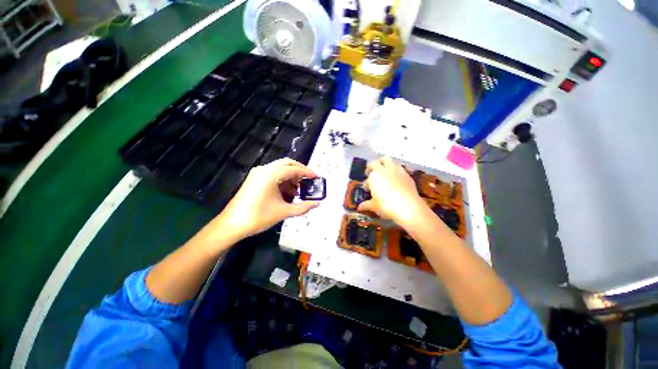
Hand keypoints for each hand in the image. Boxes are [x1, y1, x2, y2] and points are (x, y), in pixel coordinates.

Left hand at [210, 158, 318, 243]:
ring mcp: (258, 173)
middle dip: (300, 171)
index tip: (317, 177)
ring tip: (299, 191)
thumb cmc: (259, 217)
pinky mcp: (255, 179)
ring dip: (291, 177)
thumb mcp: (284, 212)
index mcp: (272, 174)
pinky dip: (283, 180)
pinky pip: (273, 175)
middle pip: (287, 164)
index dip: (308, 173)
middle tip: (309, 180)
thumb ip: (303, 207)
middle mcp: (265, 169)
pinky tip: (287, 193)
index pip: (295, 169)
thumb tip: (318, 204)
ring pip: (280, 169)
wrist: (232, 225)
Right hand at [358, 157, 427, 226]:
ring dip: (385, 165)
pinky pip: (399, 168)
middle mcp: (385, 170)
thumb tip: (360, 207)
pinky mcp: (407, 175)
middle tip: (372, 174)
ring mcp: (397, 171)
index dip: (366, 182)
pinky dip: (396, 171)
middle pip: (377, 161)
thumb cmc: (386, 206)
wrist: (409, 208)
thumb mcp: (374, 206)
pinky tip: (396, 180)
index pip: (368, 176)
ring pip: (390, 160)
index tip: (367, 189)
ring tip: (385, 174)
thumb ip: (366, 204)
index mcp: (374, 176)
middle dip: (373, 166)